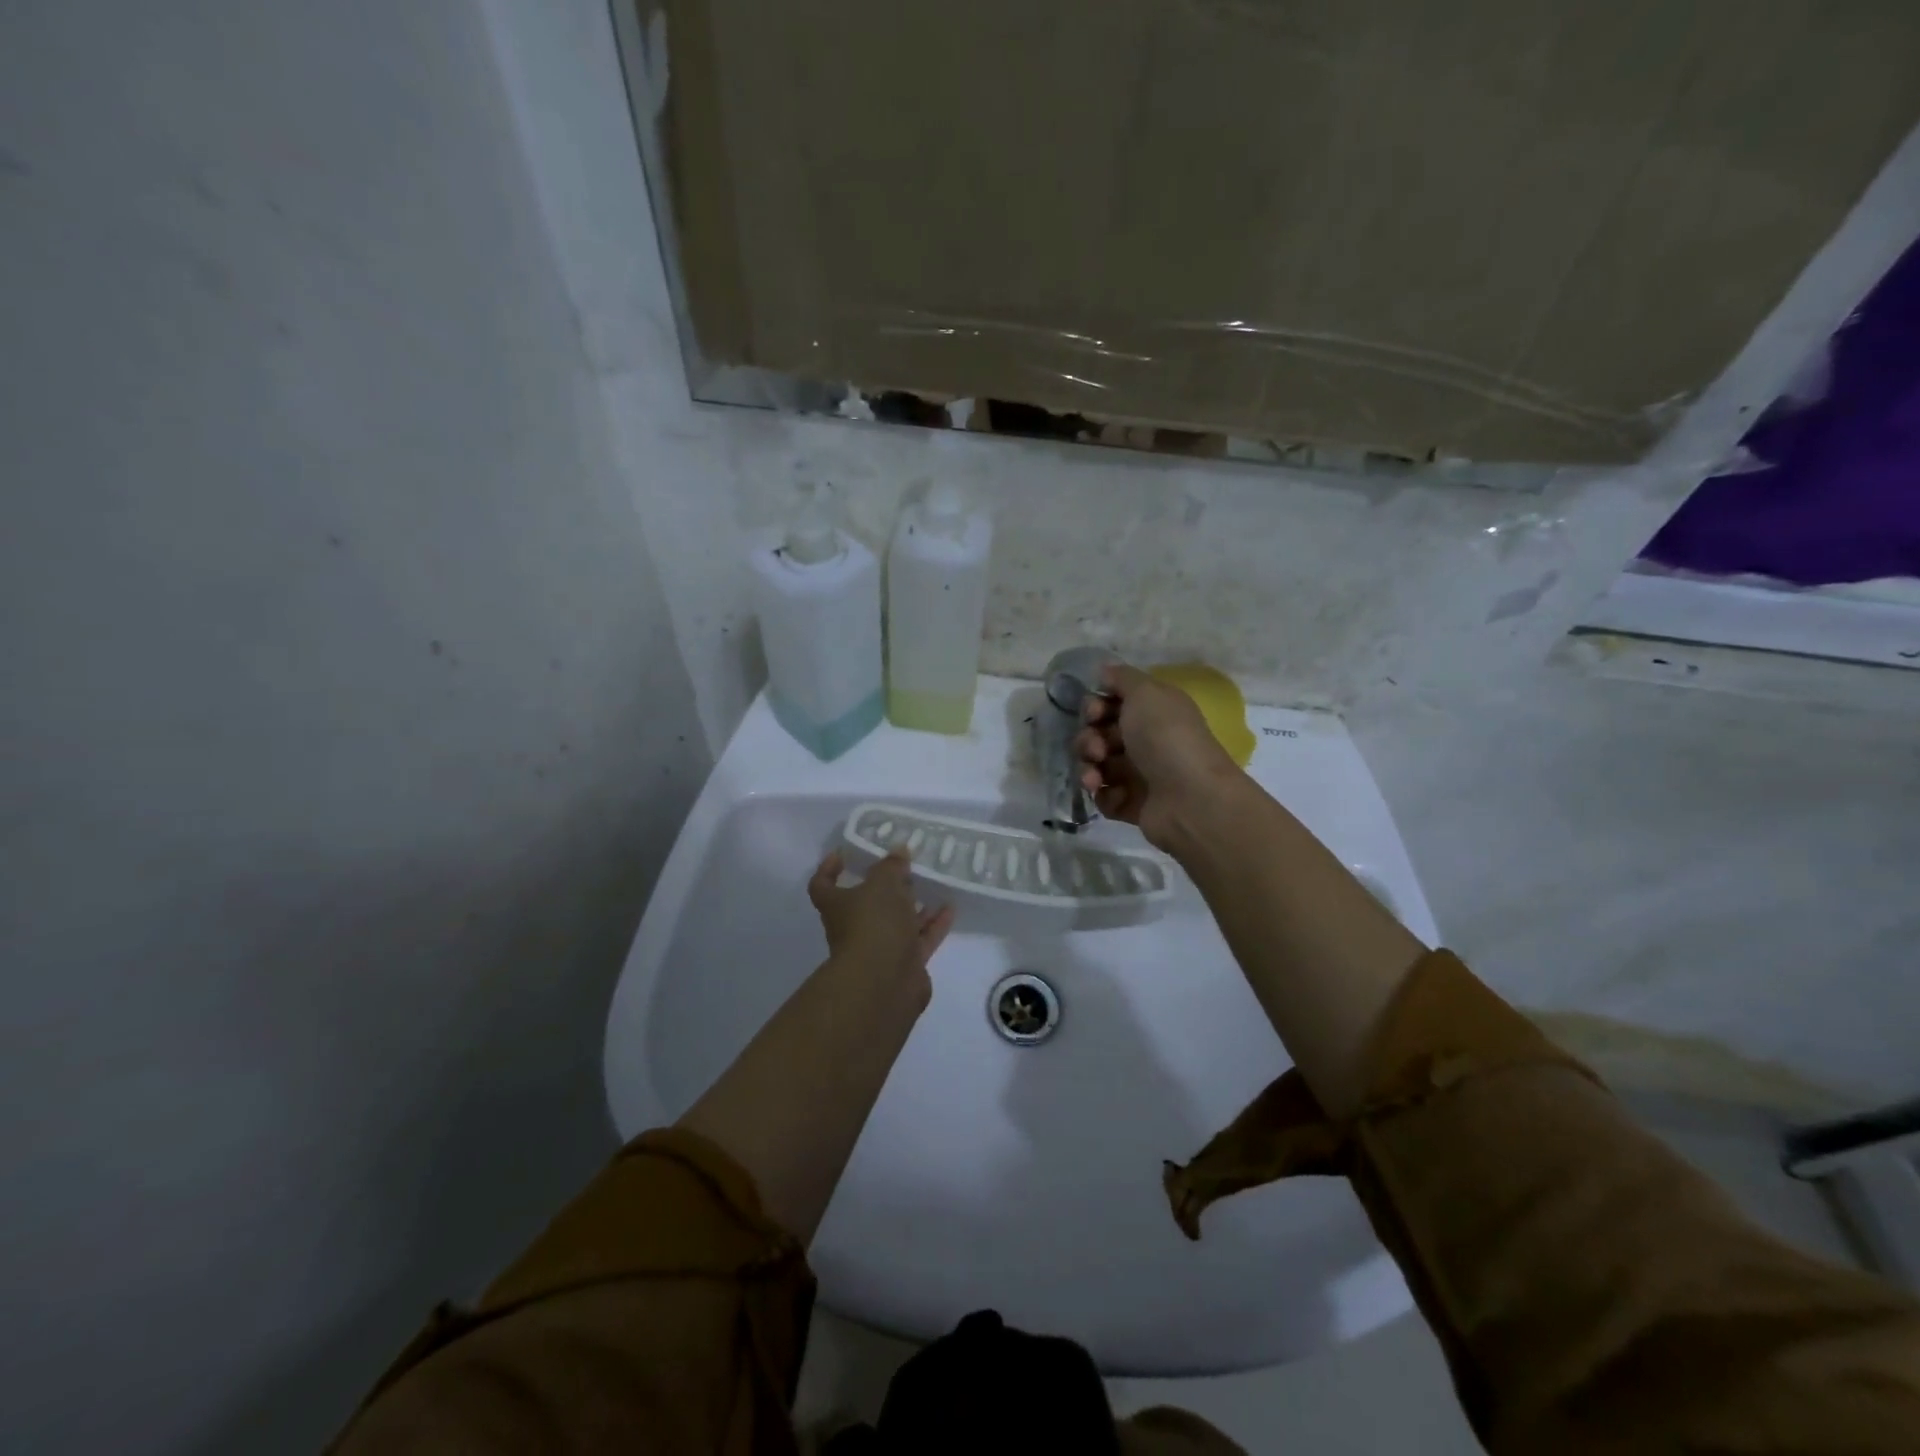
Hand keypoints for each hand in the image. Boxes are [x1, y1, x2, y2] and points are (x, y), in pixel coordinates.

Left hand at [807, 848, 954, 999]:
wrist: (884, 983)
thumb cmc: (874, 924)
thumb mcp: (883, 883)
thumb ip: (892, 865)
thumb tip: (898, 851)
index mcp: (838, 905)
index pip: (822, 885)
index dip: (829, 869)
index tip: (844, 854)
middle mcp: (855, 927)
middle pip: (867, 903)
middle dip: (887, 886)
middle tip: (906, 867)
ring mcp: (880, 948)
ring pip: (897, 922)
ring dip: (914, 905)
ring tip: (933, 884)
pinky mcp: (904, 964)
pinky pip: (920, 939)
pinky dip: (934, 924)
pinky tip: (950, 908)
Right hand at [1075, 664, 1245, 852]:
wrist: (1190, 798)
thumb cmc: (1166, 738)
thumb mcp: (1146, 692)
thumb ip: (1122, 677)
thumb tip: (1105, 670)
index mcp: (1152, 713)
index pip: (1112, 704)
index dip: (1095, 707)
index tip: (1094, 713)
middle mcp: (1146, 741)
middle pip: (1099, 735)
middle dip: (1088, 739)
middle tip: (1097, 749)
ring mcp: (1139, 775)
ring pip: (1097, 766)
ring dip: (1088, 768)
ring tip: (1095, 777)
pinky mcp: (1133, 805)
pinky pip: (1105, 796)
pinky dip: (1103, 795)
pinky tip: (1113, 794)